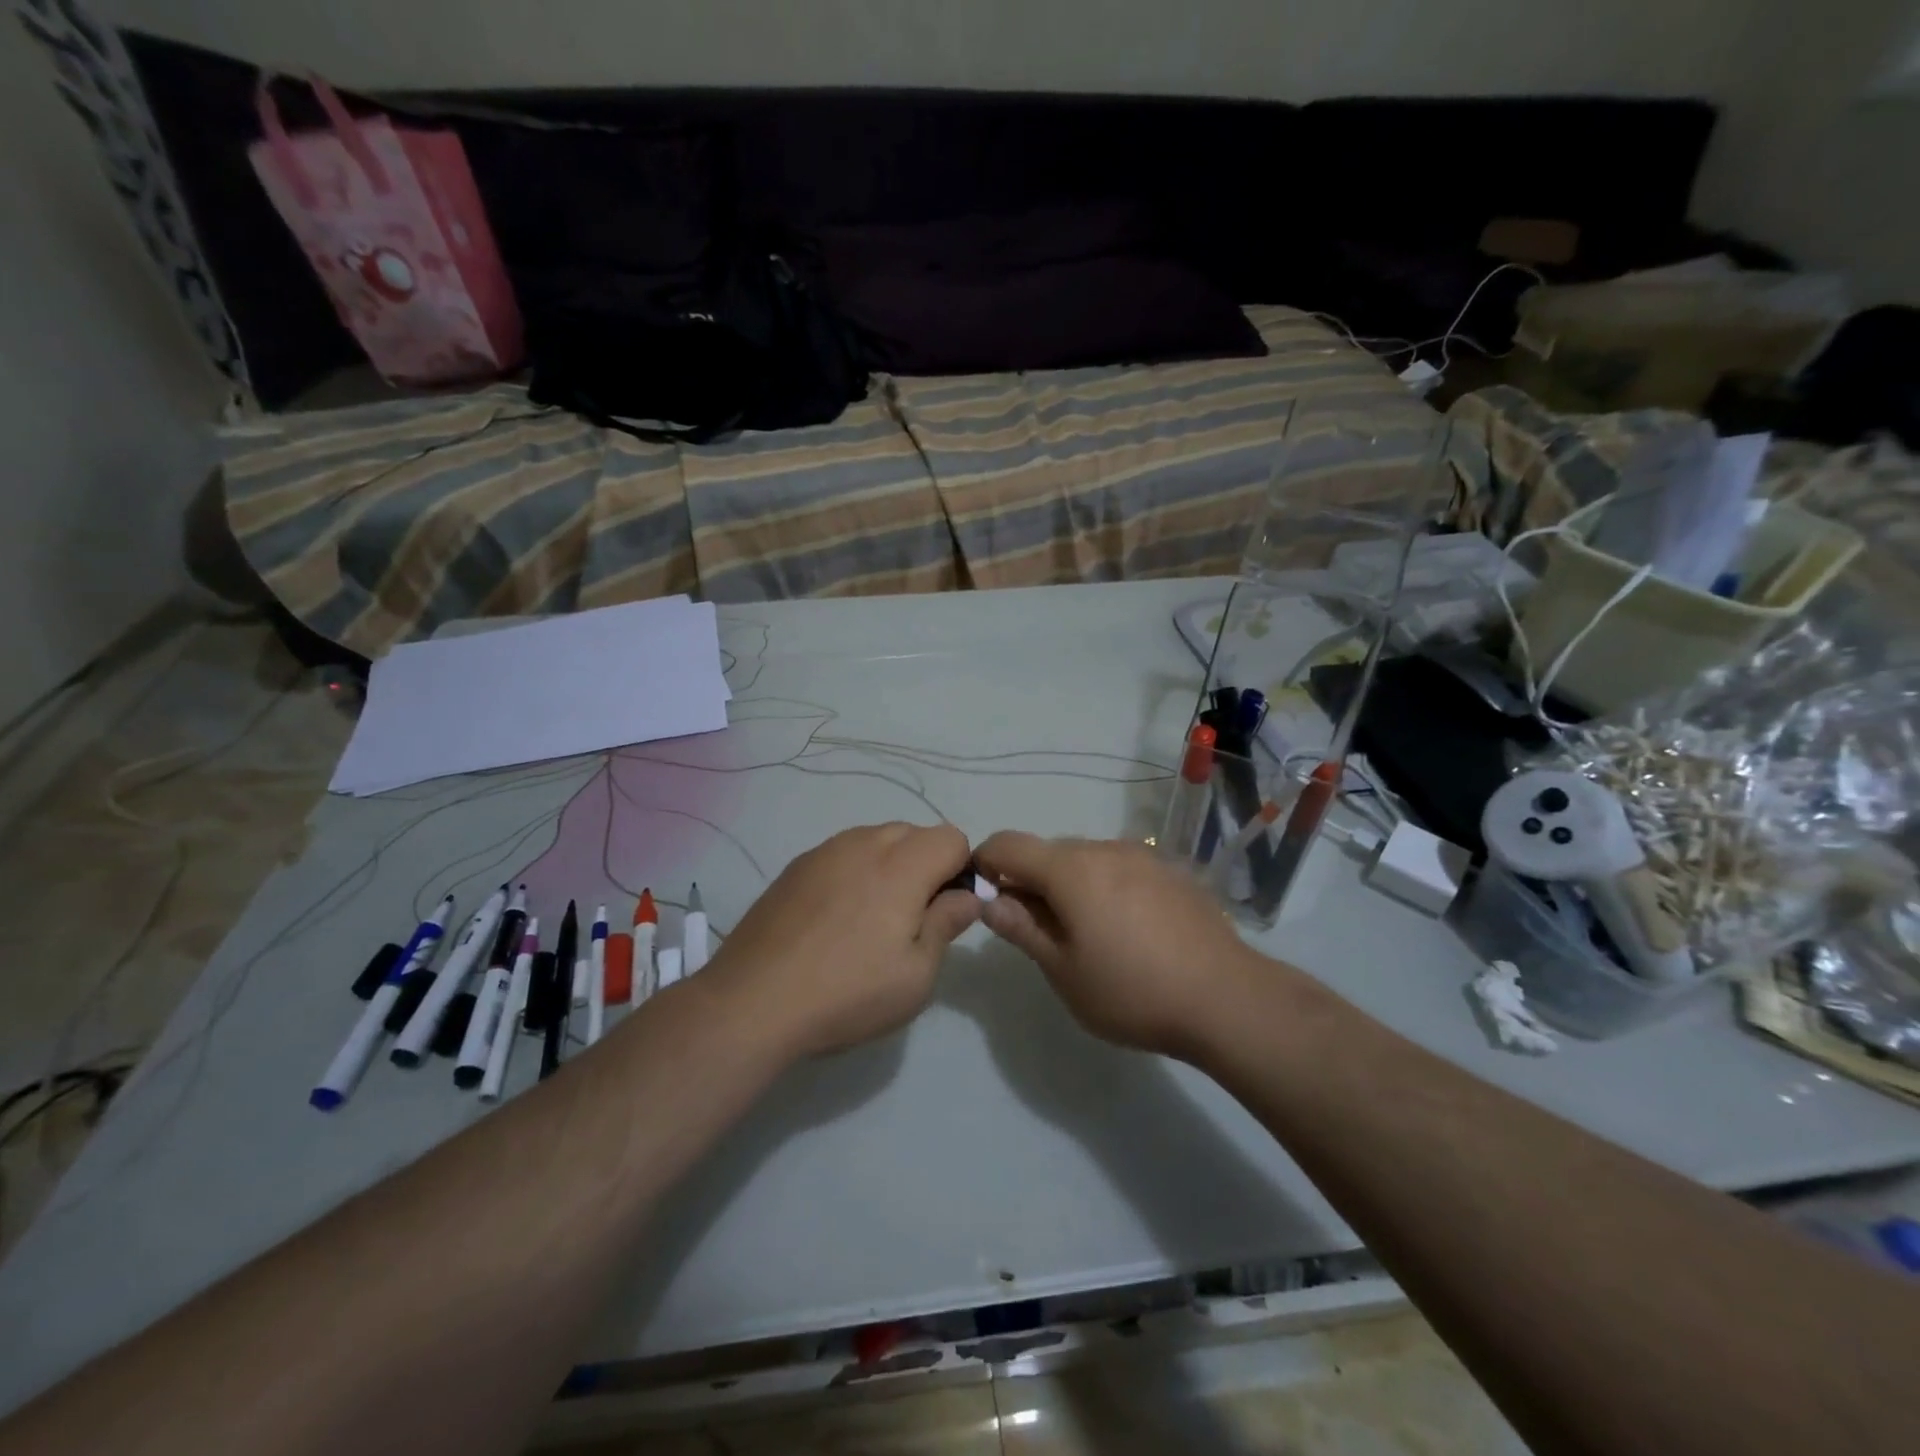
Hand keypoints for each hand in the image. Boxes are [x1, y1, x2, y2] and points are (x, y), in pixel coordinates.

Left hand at [704, 823, 980, 1057]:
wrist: (752, 1001)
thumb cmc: (847, 993)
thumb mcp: (916, 976)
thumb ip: (946, 925)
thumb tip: (966, 897)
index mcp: (902, 865)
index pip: (952, 837)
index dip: (960, 871)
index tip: (945, 911)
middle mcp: (865, 843)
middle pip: (914, 833)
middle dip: (926, 865)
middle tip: (910, 920)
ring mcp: (825, 851)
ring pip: (876, 839)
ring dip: (889, 866)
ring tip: (869, 920)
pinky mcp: (796, 866)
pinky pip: (842, 853)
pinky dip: (854, 872)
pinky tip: (834, 919)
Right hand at [974, 832, 1273, 1057]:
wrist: (1227, 998)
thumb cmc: (1132, 991)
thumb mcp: (1064, 971)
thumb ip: (1022, 929)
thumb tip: (989, 901)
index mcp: (1070, 869)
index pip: (1008, 844)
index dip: (985, 863)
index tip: (984, 897)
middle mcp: (1104, 849)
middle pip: (1048, 852)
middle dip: (1030, 881)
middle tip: (1038, 932)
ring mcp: (1143, 857)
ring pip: (1086, 859)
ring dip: (1070, 885)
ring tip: (1088, 936)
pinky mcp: (1171, 872)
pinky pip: (1120, 869)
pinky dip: (1105, 888)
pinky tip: (1128, 931)